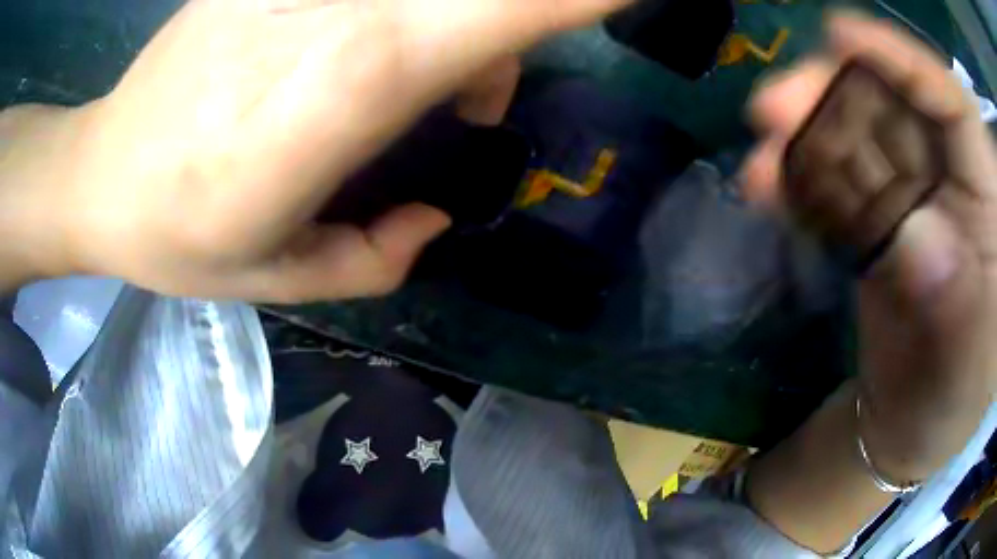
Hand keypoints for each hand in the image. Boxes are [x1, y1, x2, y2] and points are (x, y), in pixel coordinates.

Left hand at [4, 0, 624, 301]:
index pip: (496, 10)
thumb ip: (378, 257)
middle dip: (509, 27)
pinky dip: (398, 11)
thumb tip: (431, 218)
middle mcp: (333, 12)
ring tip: (408, 87)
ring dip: (453, 23)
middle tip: (471, 97)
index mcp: (344, 89)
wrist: (102, 173)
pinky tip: (351, 44)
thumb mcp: (282, 279)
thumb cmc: (179, 237)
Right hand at [743, 12, 996, 480]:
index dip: (905, 61)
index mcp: (986, 206)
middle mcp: (951, 182)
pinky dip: (795, 179)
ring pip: (855, 139)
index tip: (840, 33)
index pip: (954, 107)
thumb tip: (918, 241)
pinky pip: (832, 183)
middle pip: (895, 110)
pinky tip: (764, 186)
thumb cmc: (952, 401)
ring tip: (760, 158)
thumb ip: (958, 305)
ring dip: (803, 138)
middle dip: (835, 98)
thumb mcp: (965, 367)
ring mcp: (910, 198)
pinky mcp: (874, 221)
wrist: (911, 425)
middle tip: (772, 107)